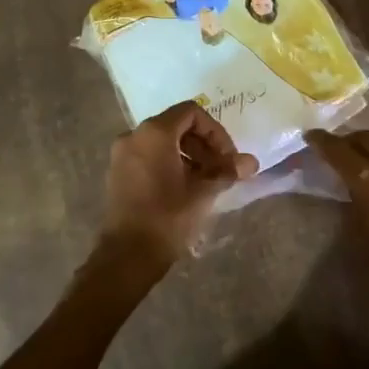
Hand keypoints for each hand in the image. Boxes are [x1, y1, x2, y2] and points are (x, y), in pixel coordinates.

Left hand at [103, 102, 256, 266]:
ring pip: (162, 142)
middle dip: (203, 144)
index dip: (215, 131)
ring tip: (206, 182)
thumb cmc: (168, 217)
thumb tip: (251, 162)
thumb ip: (227, 171)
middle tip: (221, 170)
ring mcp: (122, 154)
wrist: (127, 255)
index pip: (191, 112)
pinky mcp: (117, 173)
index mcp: (154, 132)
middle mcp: (134, 135)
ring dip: (189, 155)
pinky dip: (169, 163)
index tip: (228, 157)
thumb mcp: (203, 193)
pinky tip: (184, 189)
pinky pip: (148, 156)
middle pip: (176, 125)